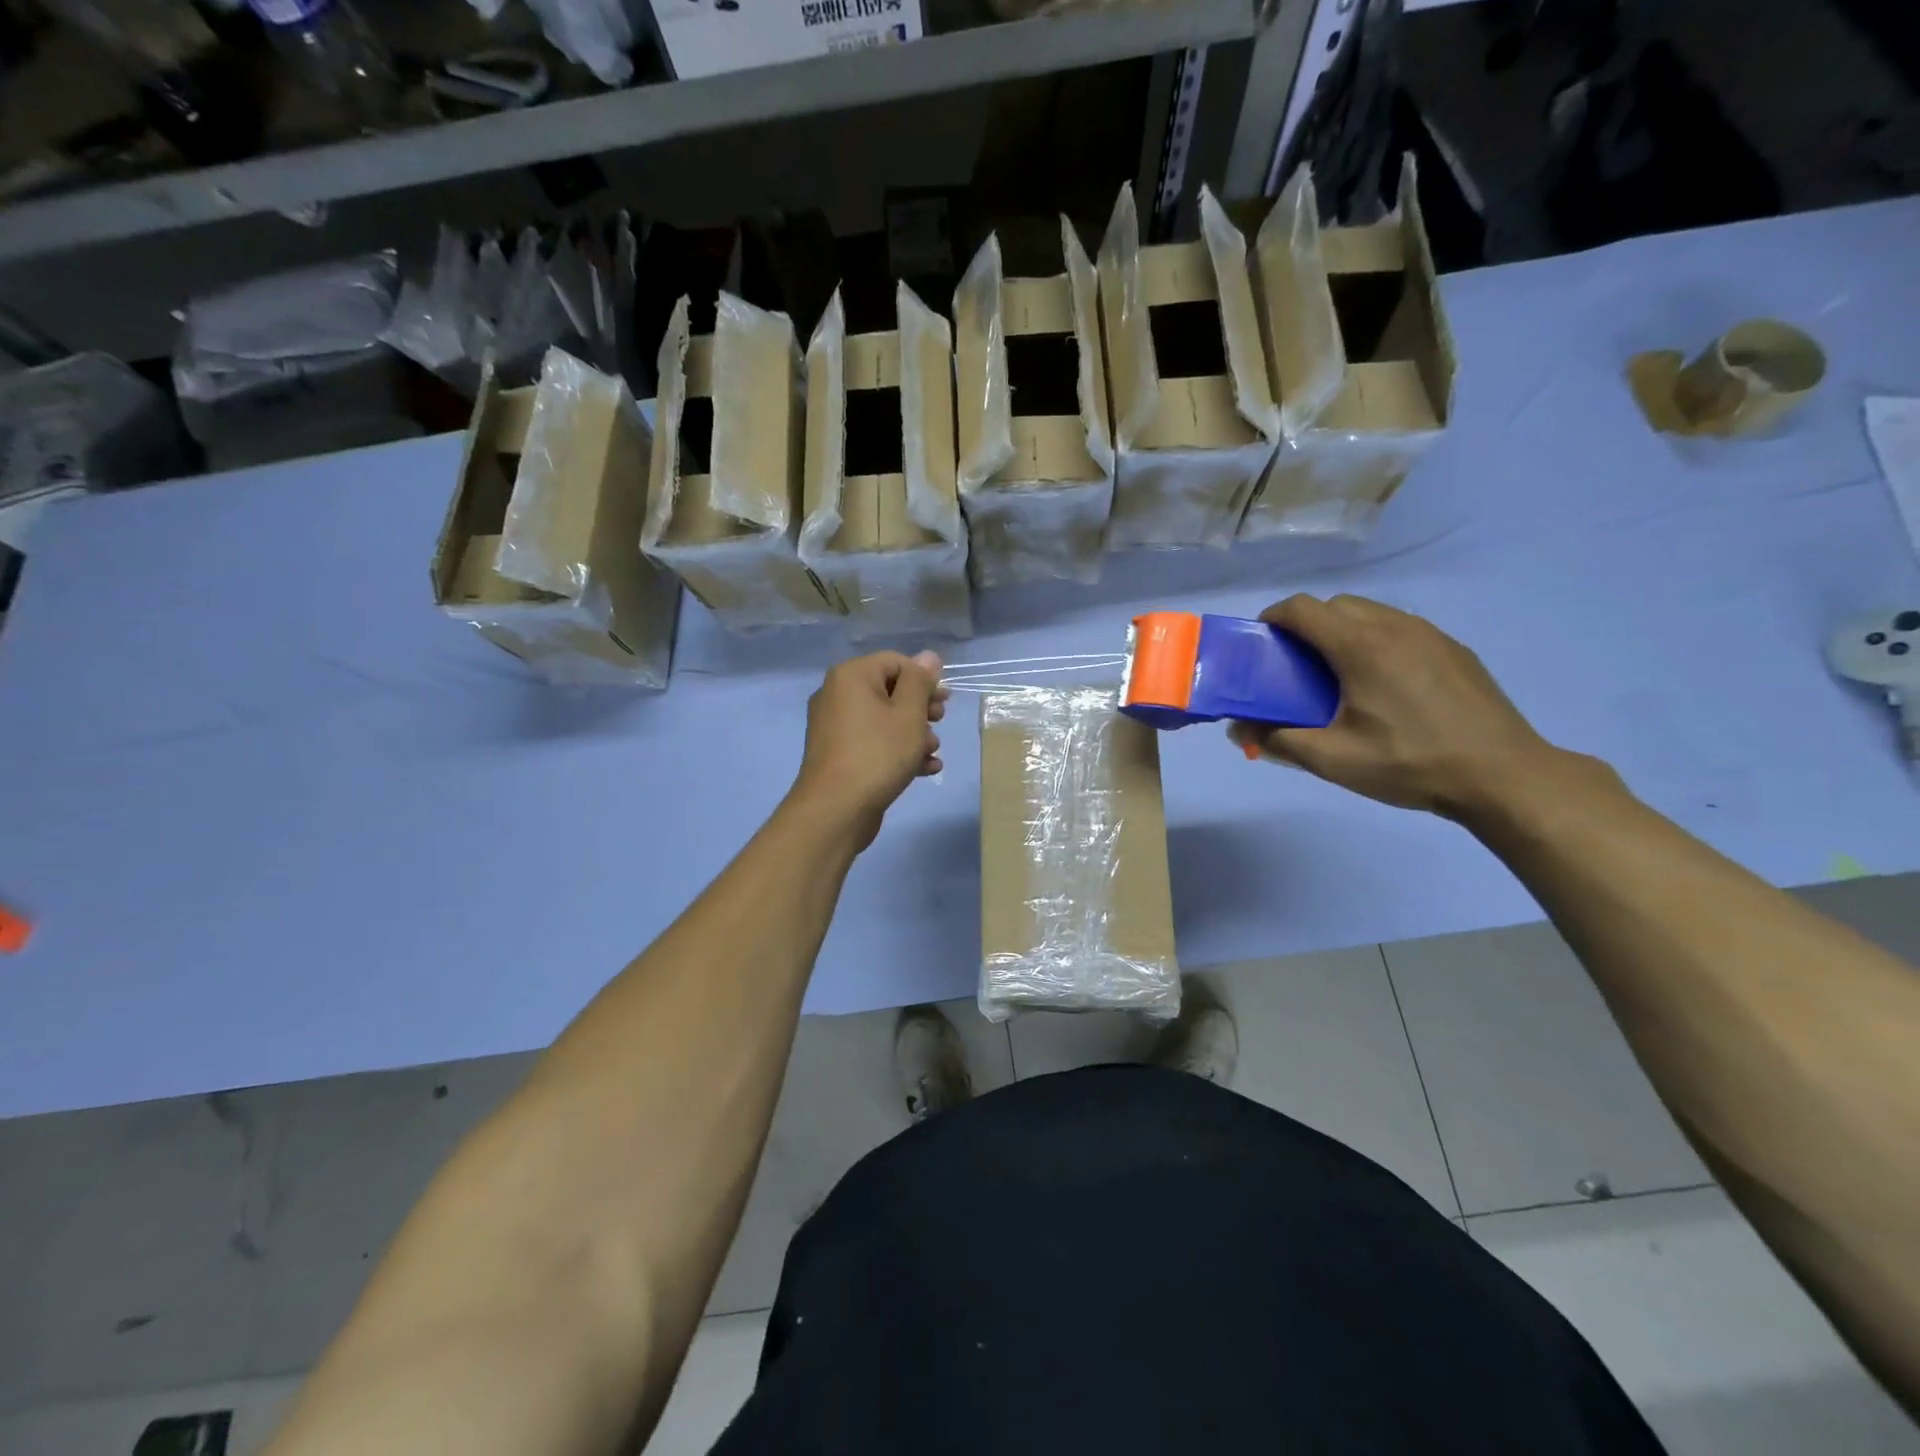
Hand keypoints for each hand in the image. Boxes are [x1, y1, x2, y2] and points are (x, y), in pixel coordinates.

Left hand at [788, 650, 947, 849]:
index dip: (925, 679)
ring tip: (933, 752)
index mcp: (851, 676)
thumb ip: (920, 682)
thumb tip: (928, 656)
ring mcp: (835, 726)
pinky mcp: (839, 754)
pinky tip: (925, 769)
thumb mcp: (909, 714)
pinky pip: (873, 742)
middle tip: (941, 723)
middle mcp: (837, 694)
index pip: (896, 662)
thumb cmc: (878, 754)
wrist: (836, 809)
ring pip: (884, 719)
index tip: (945, 702)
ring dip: (914, 733)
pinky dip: (897, 750)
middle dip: (921, 708)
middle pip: (890, 690)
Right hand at [1228, 595, 1576, 819]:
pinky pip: (1400, 629)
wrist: (1503, 775)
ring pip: (1371, 614)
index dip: (1274, 619)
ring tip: (1338, 677)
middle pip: (1336, 605)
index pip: (1303, 608)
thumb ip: (1278, 740)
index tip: (1262, 645)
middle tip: (1296, 667)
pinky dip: (1376, 642)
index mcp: (1361, 645)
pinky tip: (1383, 687)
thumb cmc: (1410, 763)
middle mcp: (1395, 626)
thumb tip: (1238, 729)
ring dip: (1343, 632)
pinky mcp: (1454, 650)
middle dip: (1306, 626)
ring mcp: (1430, 634)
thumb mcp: (1333, 760)